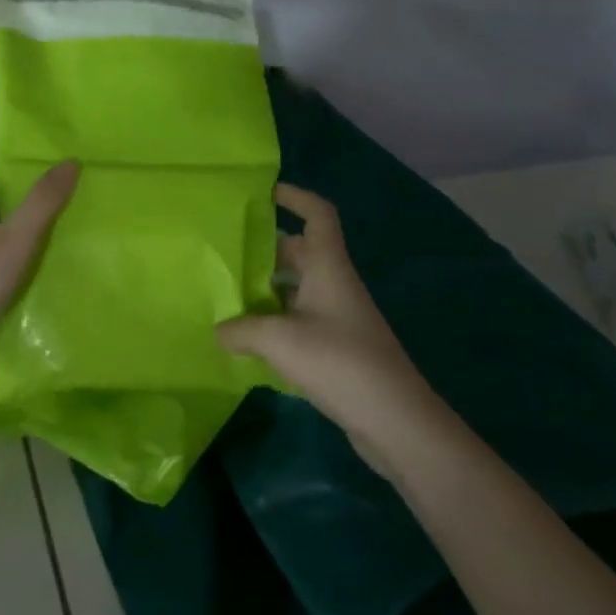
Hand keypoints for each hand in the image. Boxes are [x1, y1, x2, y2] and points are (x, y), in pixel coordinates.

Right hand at [218, 184, 434, 451]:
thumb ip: (242, 329)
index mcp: (328, 267)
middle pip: (299, 251)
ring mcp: (337, 317)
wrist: (397, 422)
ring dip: (265, 288)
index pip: (318, 215)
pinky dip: (274, 320)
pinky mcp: (337, 348)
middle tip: (225, 250)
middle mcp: (334, 284)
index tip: (263, 192)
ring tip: (226, 293)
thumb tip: (218, 329)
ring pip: (296, 288)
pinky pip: (299, 319)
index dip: (294, 196)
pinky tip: (247, 337)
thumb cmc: (340, 363)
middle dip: (264, 248)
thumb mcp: (280, 341)